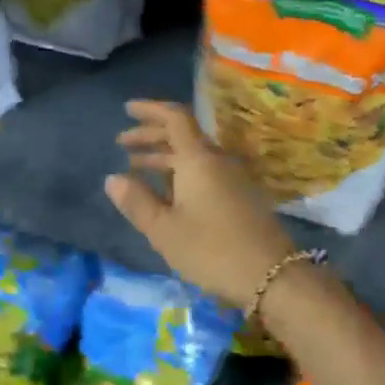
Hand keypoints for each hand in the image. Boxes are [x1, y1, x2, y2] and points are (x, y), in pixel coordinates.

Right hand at [105, 100, 297, 306]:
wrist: (271, 275)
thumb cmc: (211, 250)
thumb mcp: (164, 229)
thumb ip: (137, 202)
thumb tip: (113, 178)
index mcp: (198, 159)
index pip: (174, 118)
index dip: (150, 110)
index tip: (127, 110)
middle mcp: (217, 160)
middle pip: (183, 135)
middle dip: (151, 135)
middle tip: (123, 143)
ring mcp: (233, 178)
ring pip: (194, 155)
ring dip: (164, 156)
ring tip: (136, 168)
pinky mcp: (241, 196)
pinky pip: (205, 171)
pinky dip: (180, 172)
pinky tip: (166, 191)